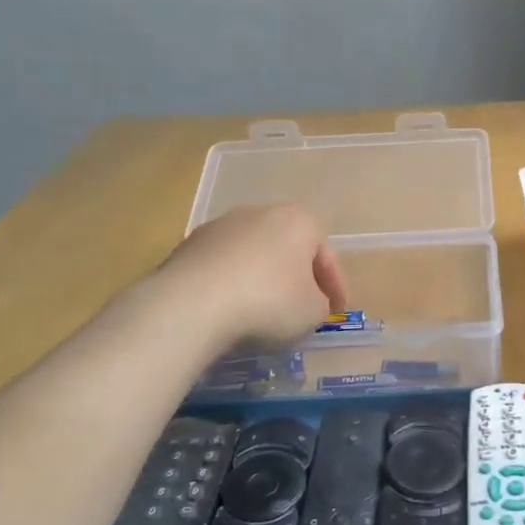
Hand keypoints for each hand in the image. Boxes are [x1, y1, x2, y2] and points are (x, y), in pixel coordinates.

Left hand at [156, 204, 347, 347]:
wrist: (191, 304)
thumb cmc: (268, 302)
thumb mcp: (312, 312)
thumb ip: (320, 304)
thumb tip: (309, 302)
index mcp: (300, 220)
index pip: (326, 256)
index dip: (336, 287)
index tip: (336, 312)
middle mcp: (261, 212)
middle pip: (289, 249)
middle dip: (297, 277)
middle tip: (302, 308)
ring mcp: (220, 226)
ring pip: (253, 256)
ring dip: (261, 279)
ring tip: (262, 313)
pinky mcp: (188, 246)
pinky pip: (223, 268)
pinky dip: (231, 285)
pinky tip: (230, 310)